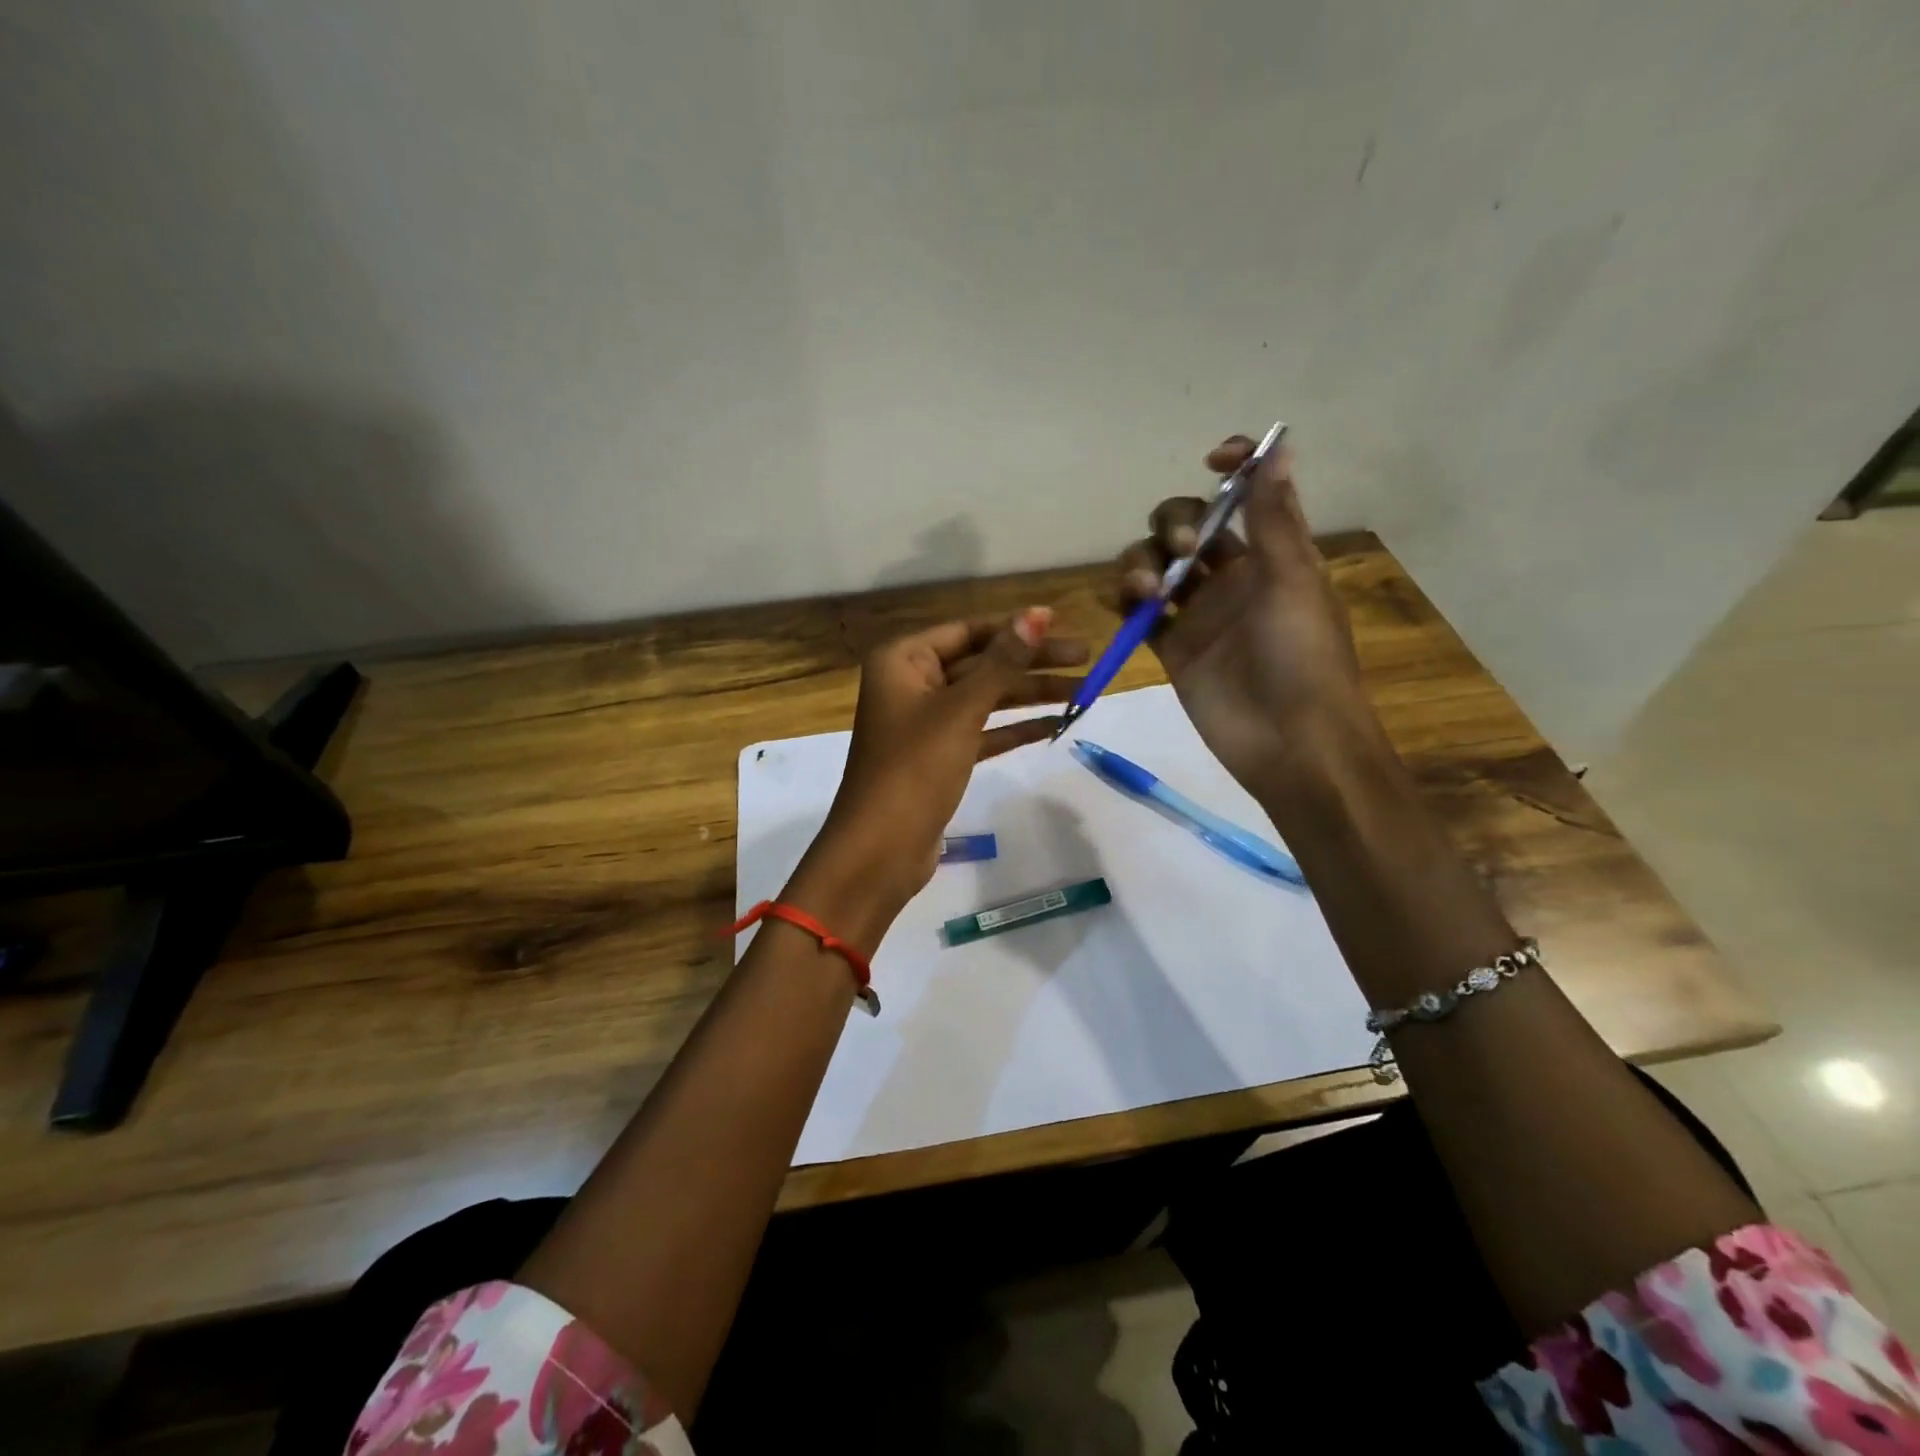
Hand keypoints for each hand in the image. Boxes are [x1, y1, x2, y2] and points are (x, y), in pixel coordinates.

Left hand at [785, 608, 1085, 947]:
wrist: (880, 849)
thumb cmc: (914, 768)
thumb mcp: (961, 710)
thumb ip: (1002, 662)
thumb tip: (1037, 613)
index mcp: (903, 660)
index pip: (968, 630)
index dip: (1015, 627)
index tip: (1061, 625)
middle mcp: (912, 683)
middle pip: (981, 663)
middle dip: (1032, 663)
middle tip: (1087, 661)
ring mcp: (926, 722)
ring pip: (986, 698)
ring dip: (1031, 696)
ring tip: (1085, 692)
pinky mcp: (940, 757)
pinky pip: (984, 731)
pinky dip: (1016, 728)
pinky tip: (1056, 725)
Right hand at [1113, 434, 1374, 803]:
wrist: (1290, 744)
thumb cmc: (1303, 658)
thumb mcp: (1293, 580)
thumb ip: (1273, 518)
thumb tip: (1278, 445)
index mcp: (1271, 555)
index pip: (1245, 496)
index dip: (1231, 469)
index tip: (1212, 461)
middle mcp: (1230, 577)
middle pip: (1185, 527)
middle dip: (1173, 525)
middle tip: (1180, 552)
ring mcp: (1198, 613)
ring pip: (1154, 566)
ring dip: (1141, 562)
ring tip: (1145, 590)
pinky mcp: (1171, 648)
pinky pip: (1139, 612)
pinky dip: (1126, 600)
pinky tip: (1127, 603)